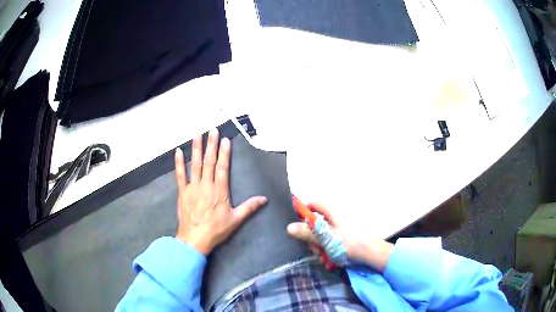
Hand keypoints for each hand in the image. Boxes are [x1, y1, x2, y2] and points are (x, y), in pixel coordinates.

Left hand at [174, 129, 267, 254]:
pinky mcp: (182, 192)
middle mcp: (206, 185)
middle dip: (211, 145)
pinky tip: (178, 152)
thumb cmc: (216, 229)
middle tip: (212, 130)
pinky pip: (180, 175)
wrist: (195, 238)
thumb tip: (264, 199)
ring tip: (197, 135)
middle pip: (209, 162)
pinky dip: (178, 163)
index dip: (225, 153)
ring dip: (196, 149)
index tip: (225, 140)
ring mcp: (192, 187)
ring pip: (195, 164)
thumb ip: (249, 207)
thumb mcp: (236, 220)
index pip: (223, 168)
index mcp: (219, 191)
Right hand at [287, 203, 392, 271]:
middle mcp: (337, 217)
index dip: (305, 210)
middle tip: (315, 249)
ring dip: (320, 247)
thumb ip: (308, 233)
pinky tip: (330, 260)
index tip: (299, 224)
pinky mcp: (346, 237)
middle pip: (317, 222)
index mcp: (333, 212)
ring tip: (324, 258)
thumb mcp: (327, 239)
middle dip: (313, 238)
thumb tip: (289, 227)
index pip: (315, 203)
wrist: (372, 253)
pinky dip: (329, 249)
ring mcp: (343, 227)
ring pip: (324, 234)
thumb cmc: (350, 243)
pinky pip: (332, 240)